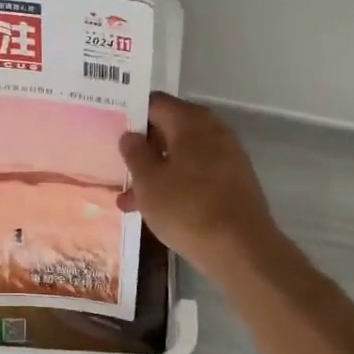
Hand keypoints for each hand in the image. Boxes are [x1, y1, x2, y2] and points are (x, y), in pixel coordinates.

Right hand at [118, 93, 283, 277]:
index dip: (130, 113)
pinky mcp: (233, 182)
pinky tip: (154, 210)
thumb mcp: (149, 182)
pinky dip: (175, 185)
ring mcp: (227, 157)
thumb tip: (130, 135)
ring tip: (127, 201)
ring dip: (155, 173)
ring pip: (181, 156)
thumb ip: (135, 153)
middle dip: (141, 148)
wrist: (242, 251)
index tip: (110, 128)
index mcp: (191, 121)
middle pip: (169, 129)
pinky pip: (196, 174)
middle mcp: (213, 131)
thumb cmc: (188, 209)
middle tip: (115, 164)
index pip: (154, 103)